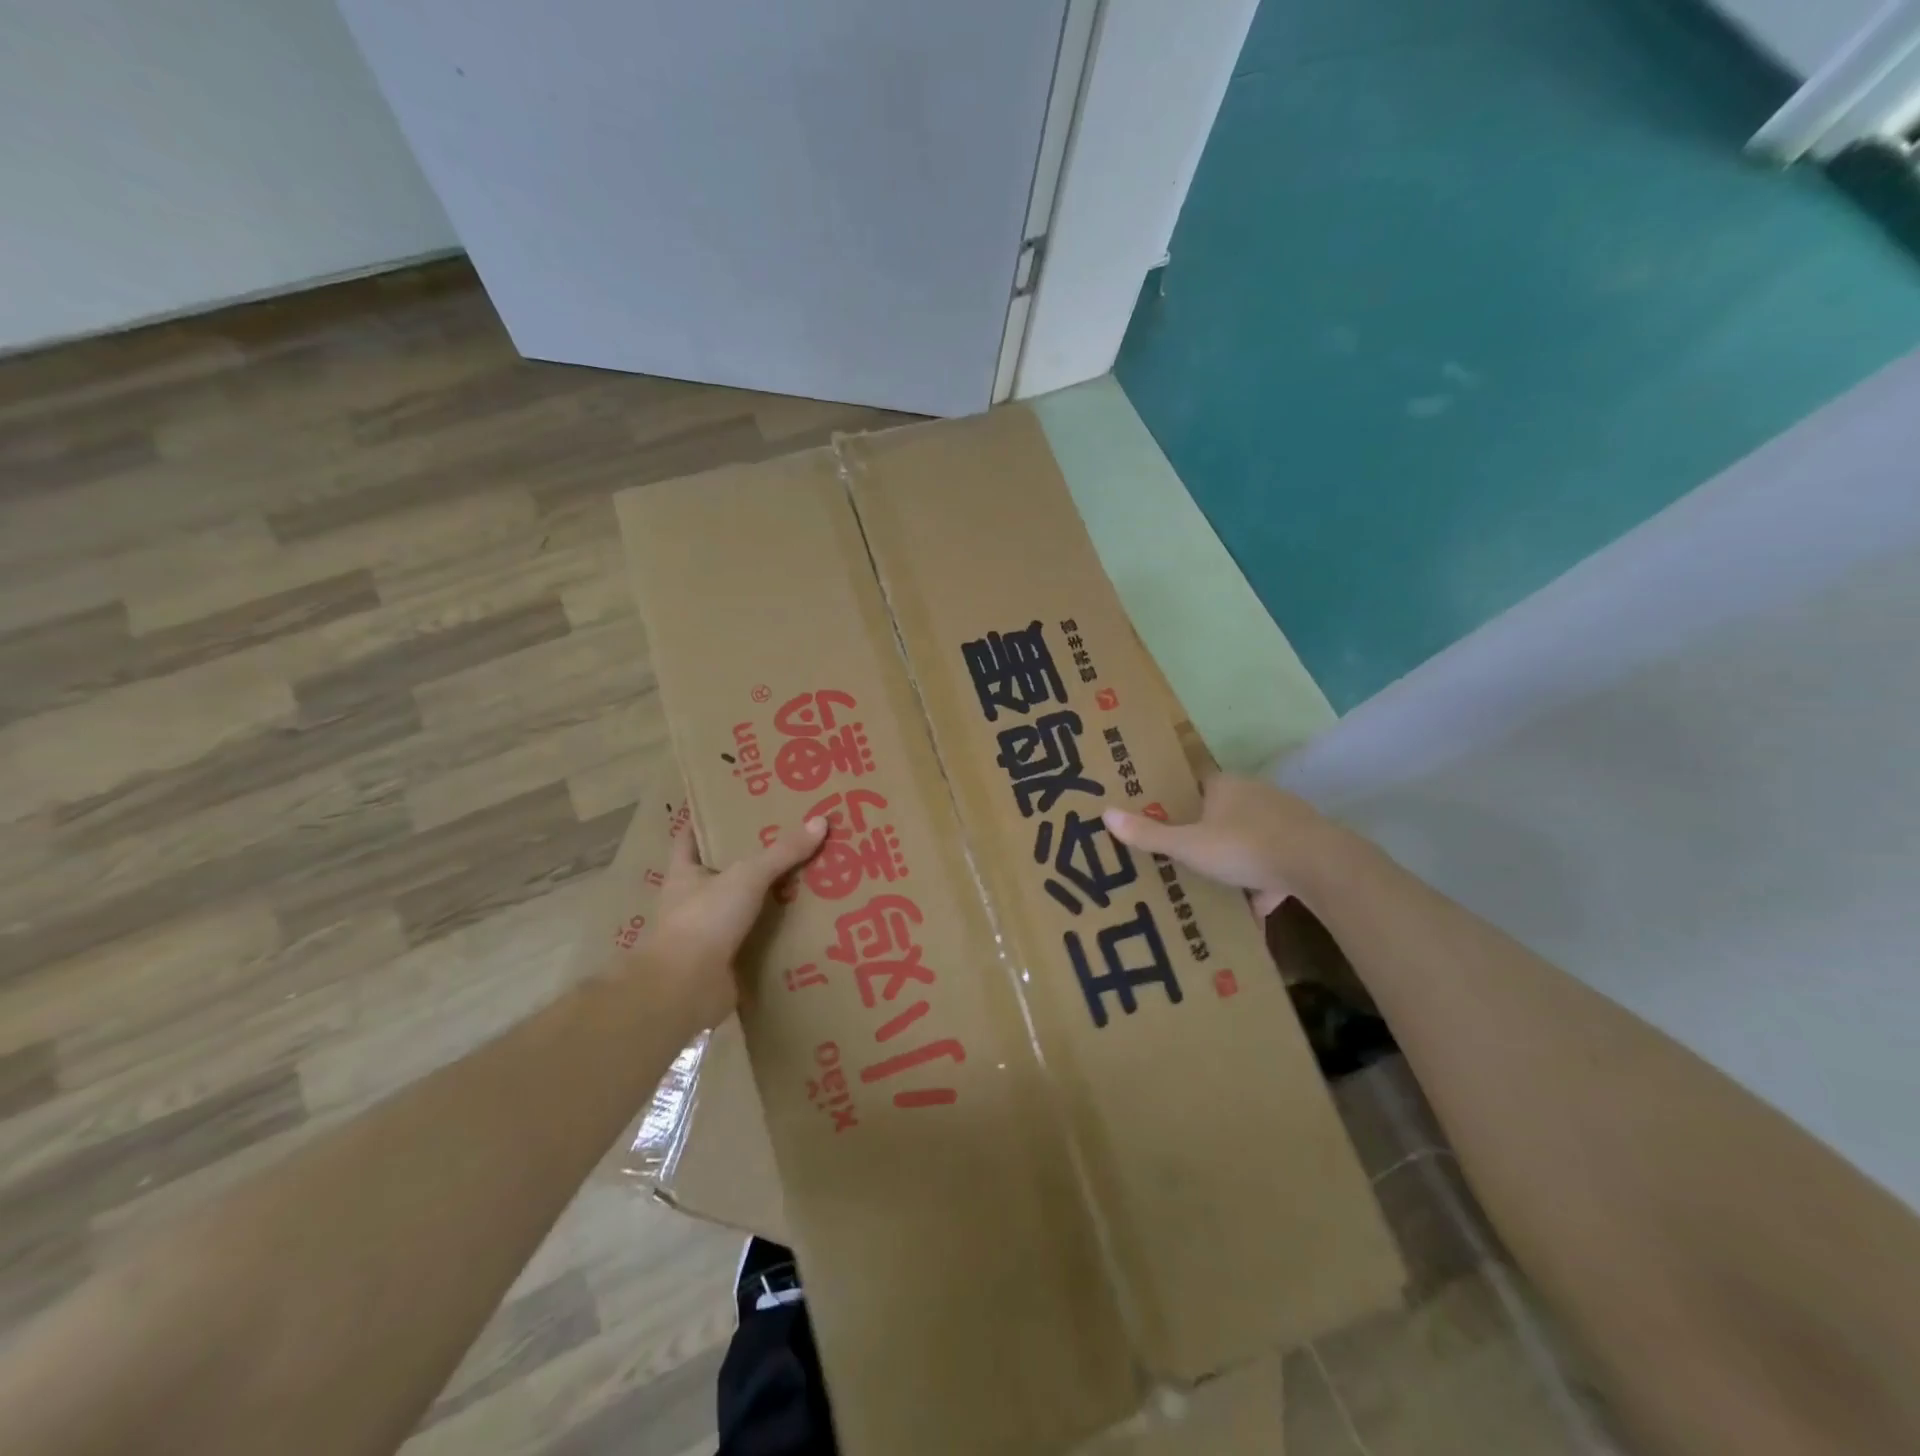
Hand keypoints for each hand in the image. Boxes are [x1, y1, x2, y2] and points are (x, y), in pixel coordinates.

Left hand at [641, 817, 828, 1032]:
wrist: (684, 989)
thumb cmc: (704, 920)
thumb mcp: (747, 876)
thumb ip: (783, 852)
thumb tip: (821, 821)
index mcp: (685, 874)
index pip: (691, 839)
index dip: (707, 822)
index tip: (733, 807)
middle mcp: (692, 902)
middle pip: (722, 873)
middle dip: (751, 860)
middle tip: (790, 841)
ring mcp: (707, 934)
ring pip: (742, 908)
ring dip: (767, 900)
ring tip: (808, 881)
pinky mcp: (725, 963)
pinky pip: (756, 941)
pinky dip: (776, 936)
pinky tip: (805, 926)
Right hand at [1102, 775, 1336, 916]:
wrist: (1320, 866)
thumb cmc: (1245, 847)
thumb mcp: (1189, 845)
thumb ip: (1150, 834)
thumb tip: (1105, 812)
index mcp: (1225, 786)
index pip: (1195, 785)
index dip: (1177, 802)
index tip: (1160, 820)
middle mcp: (1255, 795)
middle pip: (1221, 813)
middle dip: (1203, 836)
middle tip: (1181, 858)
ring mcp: (1284, 820)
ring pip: (1249, 840)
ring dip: (1234, 862)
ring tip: (1213, 888)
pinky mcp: (1304, 846)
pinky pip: (1274, 865)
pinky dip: (1262, 886)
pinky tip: (1252, 914)